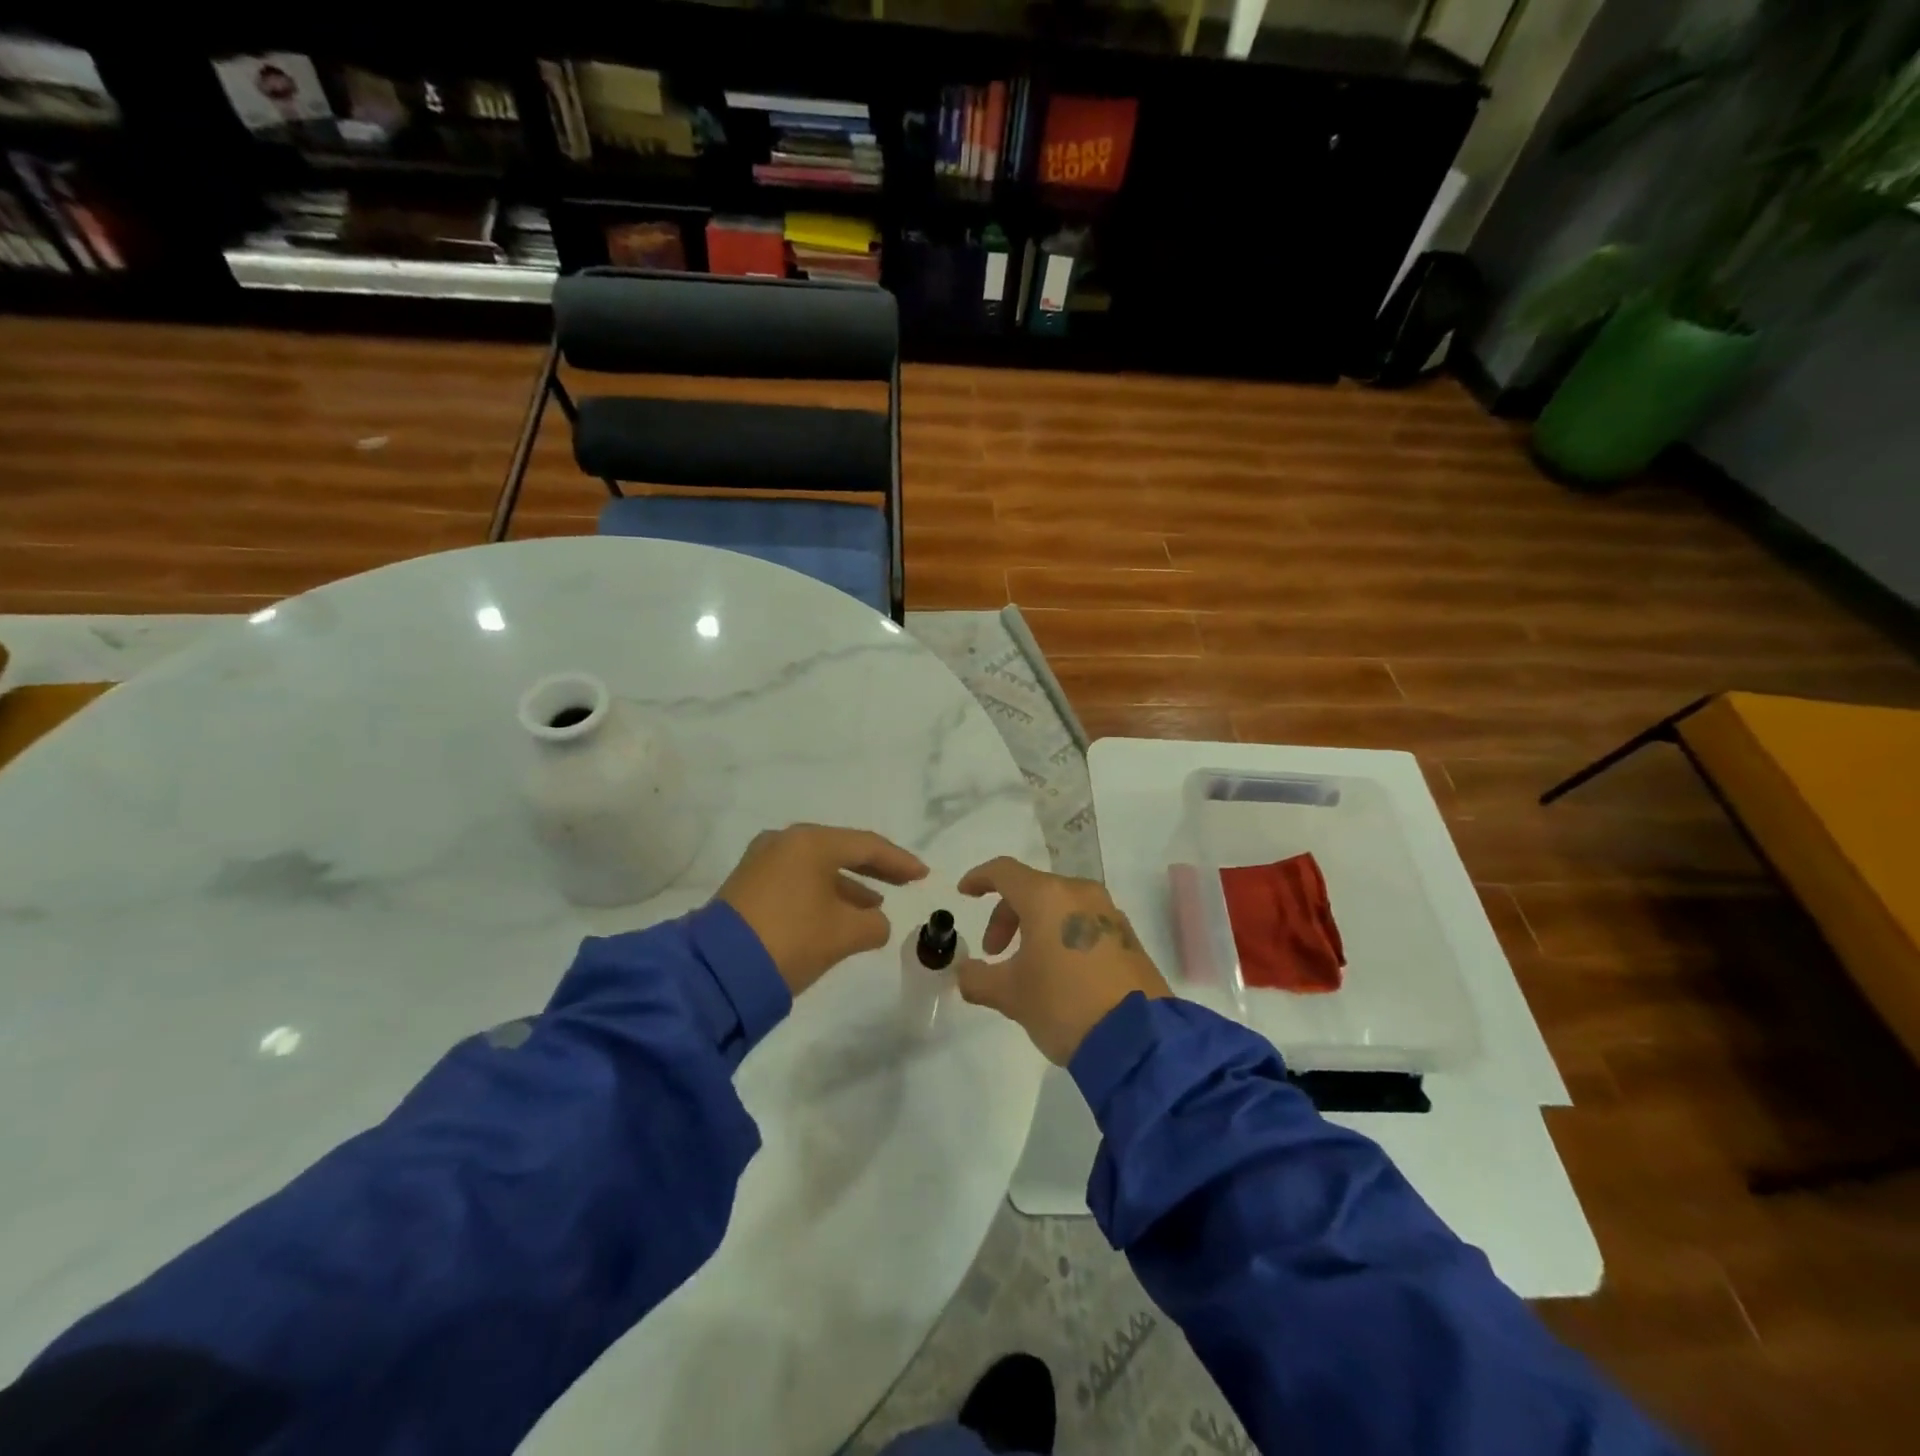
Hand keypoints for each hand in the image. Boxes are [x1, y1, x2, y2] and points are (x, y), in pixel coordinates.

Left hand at [718, 824, 927, 995]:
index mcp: (810, 842)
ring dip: (847, 885)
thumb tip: (875, 920)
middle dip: (874, 868)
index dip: (899, 861)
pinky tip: (836, 914)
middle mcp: (784, 842)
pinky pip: (796, 880)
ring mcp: (761, 862)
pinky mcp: (747, 886)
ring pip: (816, 867)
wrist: (717, 972)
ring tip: (874, 905)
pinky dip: (821, 893)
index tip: (923, 875)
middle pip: (840, 850)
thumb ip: (874, 924)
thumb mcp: (844, 934)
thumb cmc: (791, 939)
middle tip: (903, 881)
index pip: (867, 845)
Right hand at [954, 858, 1170, 1064]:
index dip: (980, 878)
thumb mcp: (1010, 995)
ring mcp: (1108, 913)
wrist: (1138, 1040)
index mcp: (1047, 897)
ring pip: (1060, 905)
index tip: (965, 893)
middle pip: (1032, 889)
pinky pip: (1084, 922)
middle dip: (1006, 916)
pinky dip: (1062, 935)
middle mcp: (1080, 893)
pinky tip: (1059, 972)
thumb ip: (978, 978)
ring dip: (1034, 927)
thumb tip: (964, 972)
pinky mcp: (1128, 936)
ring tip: (1027, 966)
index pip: (1004, 871)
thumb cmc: (1063, 1004)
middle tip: (994, 952)